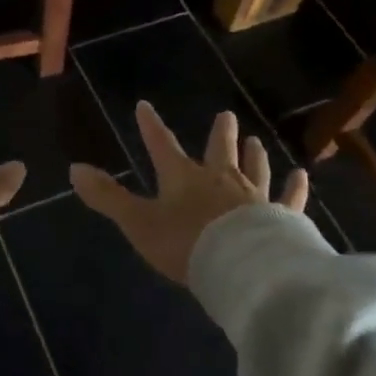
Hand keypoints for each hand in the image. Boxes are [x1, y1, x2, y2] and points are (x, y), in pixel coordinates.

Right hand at [70, 103, 308, 285]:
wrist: (242, 269)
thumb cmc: (186, 244)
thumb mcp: (138, 222)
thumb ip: (107, 197)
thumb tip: (74, 168)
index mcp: (183, 178)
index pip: (161, 145)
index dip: (150, 126)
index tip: (144, 106)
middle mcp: (220, 179)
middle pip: (219, 150)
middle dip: (220, 134)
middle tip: (226, 116)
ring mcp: (255, 197)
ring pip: (254, 169)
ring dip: (253, 155)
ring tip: (256, 140)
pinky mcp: (282, 218)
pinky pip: (289, 199)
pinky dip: (295, 188)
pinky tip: (301, 176)